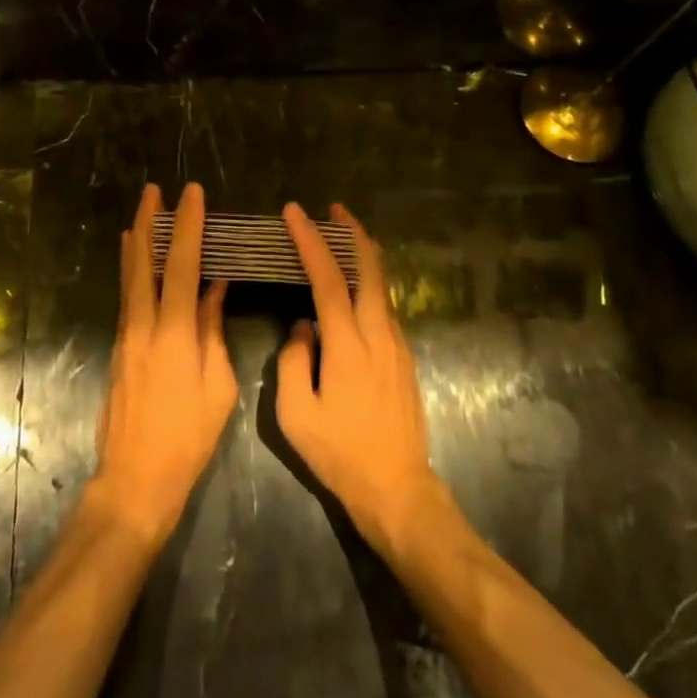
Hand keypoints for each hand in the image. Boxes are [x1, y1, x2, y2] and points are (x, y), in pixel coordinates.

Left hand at [93, 183, 235, 550]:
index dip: (187, 225)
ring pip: (129, 277)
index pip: (181, 265)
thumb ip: (213, 331)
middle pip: (143, 262)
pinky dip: (132, 270)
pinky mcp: (118, 349)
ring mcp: (125, 337)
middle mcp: (143, 325)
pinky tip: (136, 262)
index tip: (192, 194)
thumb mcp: (218, 386)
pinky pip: (127, 297)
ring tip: (142, 214)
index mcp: (174, 333)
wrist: (135, 479)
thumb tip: (215, 288)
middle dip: (149, 222)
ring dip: (137, 242)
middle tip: (153, 190)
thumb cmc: (188, 438)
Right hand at [275, 204, 443, 560]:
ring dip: (362, 255)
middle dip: (352, 232)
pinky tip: (356, 286)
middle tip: (333, 209)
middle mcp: (379, 334)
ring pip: (381, 285)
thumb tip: (303, 327)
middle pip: (370, 268)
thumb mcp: (295, 413)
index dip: (310, 241)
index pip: (328, 278)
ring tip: (340, 237)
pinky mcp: (405, 357)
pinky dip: (369, 282)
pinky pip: (385, 306)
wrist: (397, 488)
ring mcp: (397, 344)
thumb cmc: (340, 453)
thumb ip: (292, 359)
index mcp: (348, 345)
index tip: (294, 212)